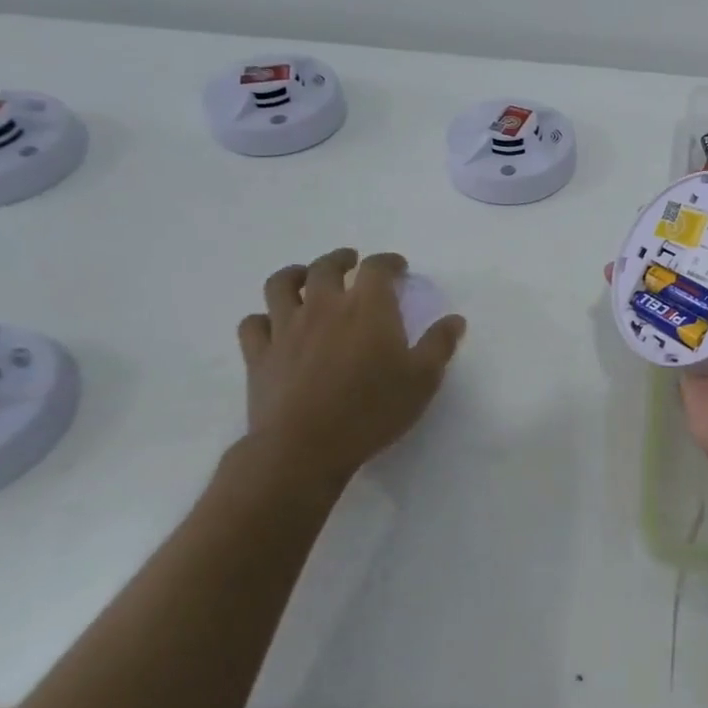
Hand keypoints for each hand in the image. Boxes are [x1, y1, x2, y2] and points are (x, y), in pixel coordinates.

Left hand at [237, 248, 465, 489]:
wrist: (304, 448)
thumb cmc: (372, 410)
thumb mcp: (422, 379)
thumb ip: (439, 344)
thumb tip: (454, 319)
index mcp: (368, 307)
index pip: (377, 267)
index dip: (389, 262)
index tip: (398, 267)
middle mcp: (324, 306)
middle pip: (326, 266)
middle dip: (341, 259)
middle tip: (351, 261)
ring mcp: (286, 328)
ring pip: (281, 285)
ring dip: (295, 275)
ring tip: (303, 278)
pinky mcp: (259, 355)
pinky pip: (252, 324)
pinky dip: (263, 318)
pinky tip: (273, 324)